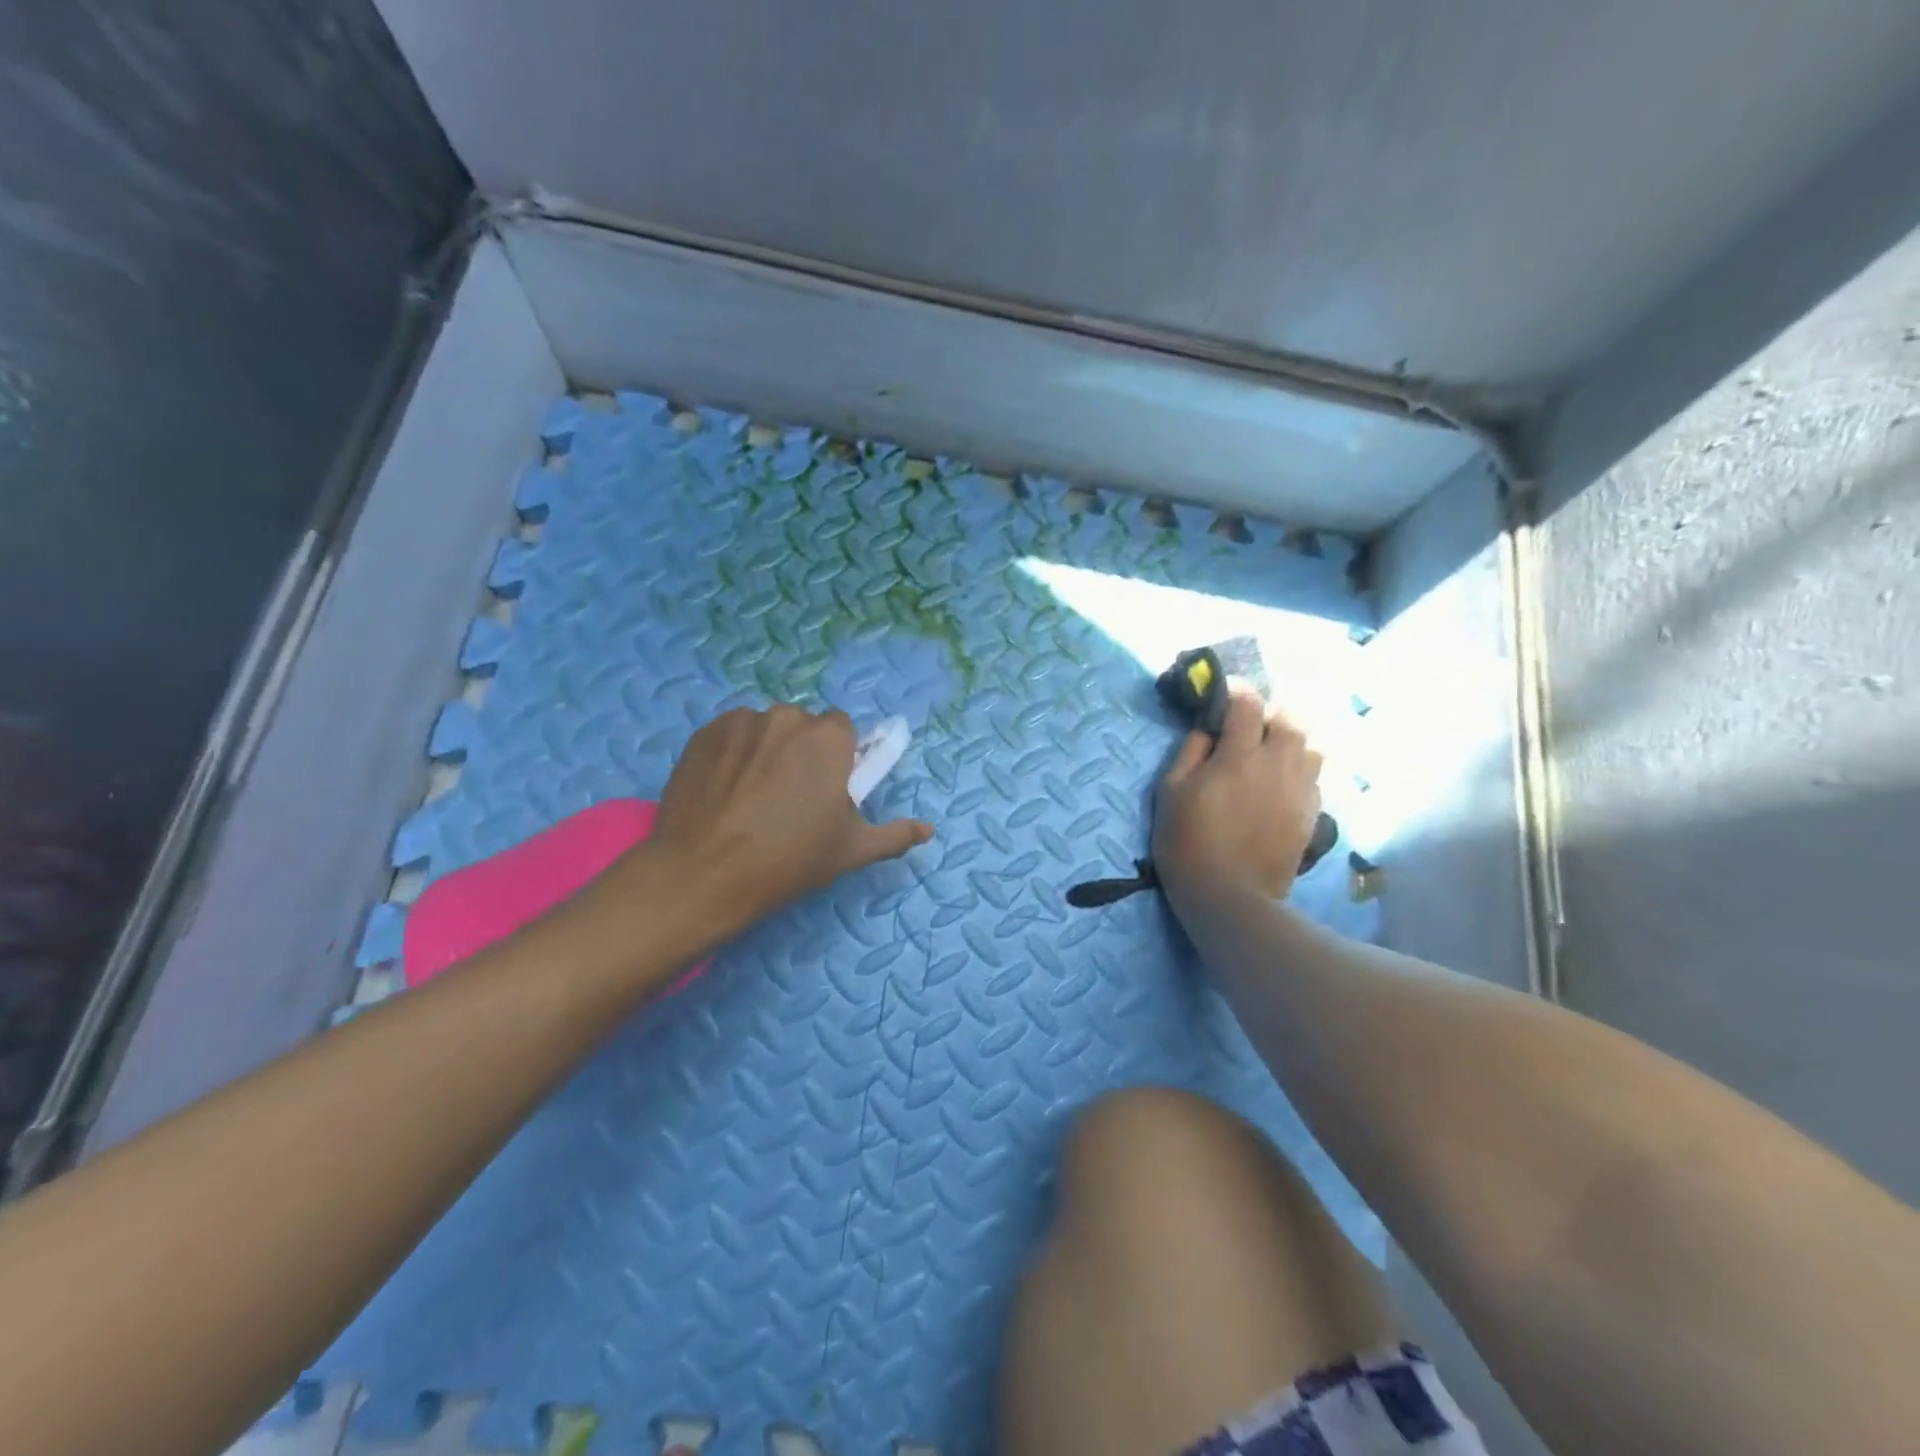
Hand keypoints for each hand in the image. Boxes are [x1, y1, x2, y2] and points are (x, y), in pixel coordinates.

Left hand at [644, 705, 932, 933]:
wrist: (703, 873)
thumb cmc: (788, 859)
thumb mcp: (851, 851)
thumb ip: (895, 834)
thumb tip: (929, 829)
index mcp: (828, 738)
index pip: (841, 730)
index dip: (836, 758)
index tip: (825, 789)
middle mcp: (787, 717)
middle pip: (802, 726)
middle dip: (801, 751)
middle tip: (789, 796)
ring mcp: (740, 722)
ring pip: (764, 729)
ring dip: (765, 749)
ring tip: (750, 795)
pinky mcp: (703, 733)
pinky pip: (730, 735)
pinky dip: (732, 754)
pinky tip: (723, 790)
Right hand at [1152, 687, 1322, 905]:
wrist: (1229, 897)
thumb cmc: (1187, 842)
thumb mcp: (1170, 792)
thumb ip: (1190, 752)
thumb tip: (1207, 730)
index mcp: (1239, 756)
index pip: (1248, 703)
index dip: (1236, 691)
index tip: (1224, 694)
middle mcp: (1278, 765)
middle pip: (1291, 718)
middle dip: (1271, 713)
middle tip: (1250, 726)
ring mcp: (1300, 790)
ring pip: (1311, 745)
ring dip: (1291, 740)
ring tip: (1270, 752)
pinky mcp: (1311, 814)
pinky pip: (1314, 776)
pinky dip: (1298, 769)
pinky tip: (1279, 784)